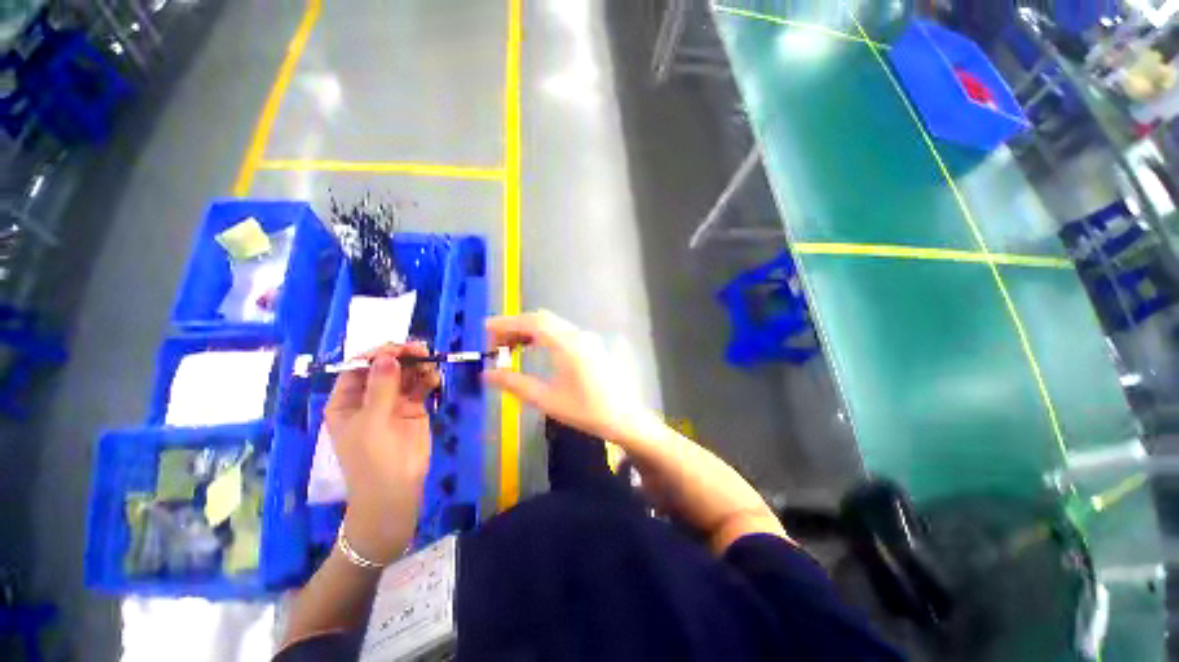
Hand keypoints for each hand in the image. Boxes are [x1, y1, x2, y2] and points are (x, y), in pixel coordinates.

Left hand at [324, 343, 439, 563]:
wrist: (396, 490)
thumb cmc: (372, 458)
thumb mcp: (371, 422)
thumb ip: (381, 387)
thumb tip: (388, 356)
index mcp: (347, 400)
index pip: (358, 367)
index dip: (377, 354)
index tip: (398, 348)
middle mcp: (369, 397)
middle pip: (385, 367)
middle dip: (402, 357)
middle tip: (421, 350)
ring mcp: (394, 402)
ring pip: (405, 374)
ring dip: (418, 366)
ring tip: (431, 365)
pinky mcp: (415, 408)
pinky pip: (421, 386)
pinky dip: (428, 379)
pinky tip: (435, 380)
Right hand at [483, 311, 643, 441]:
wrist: (625, 418)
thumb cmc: (586, 410)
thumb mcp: (547, 399)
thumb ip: (515, 384)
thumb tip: (486, 375)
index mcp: (566, 344)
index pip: (532, 322)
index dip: (507, 322)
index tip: (486, 328)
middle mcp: (577, 335)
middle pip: (541, 319)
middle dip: (516, 326)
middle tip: (496, 344)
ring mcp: (586, 339)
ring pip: (552, 325)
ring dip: (530, 330)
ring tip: (511, 347)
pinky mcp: (591, 346)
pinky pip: (562, 332)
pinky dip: (543, 335)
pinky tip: (535, 350)